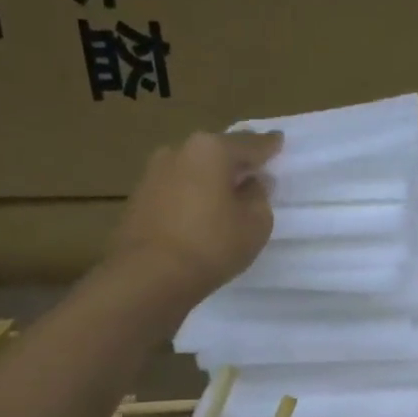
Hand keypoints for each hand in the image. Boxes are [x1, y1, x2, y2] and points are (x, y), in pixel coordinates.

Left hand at [111, 130, 281, 297]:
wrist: (148, 275)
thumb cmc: (212, 244)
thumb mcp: (255, 223)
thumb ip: (259, 196)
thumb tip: (252, 182)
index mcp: (212, 150)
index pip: (249, 144)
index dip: (268, 145)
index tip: (278, 140)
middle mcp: (179, 151)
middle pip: (216, 152)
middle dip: (235, 161)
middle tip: (253, 170)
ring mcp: (153, 173)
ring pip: (193, 170)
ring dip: (209, 179)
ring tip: (225, 195)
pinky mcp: (138, 198)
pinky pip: (176, 189)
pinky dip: (191, 196)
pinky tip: (199, 213)